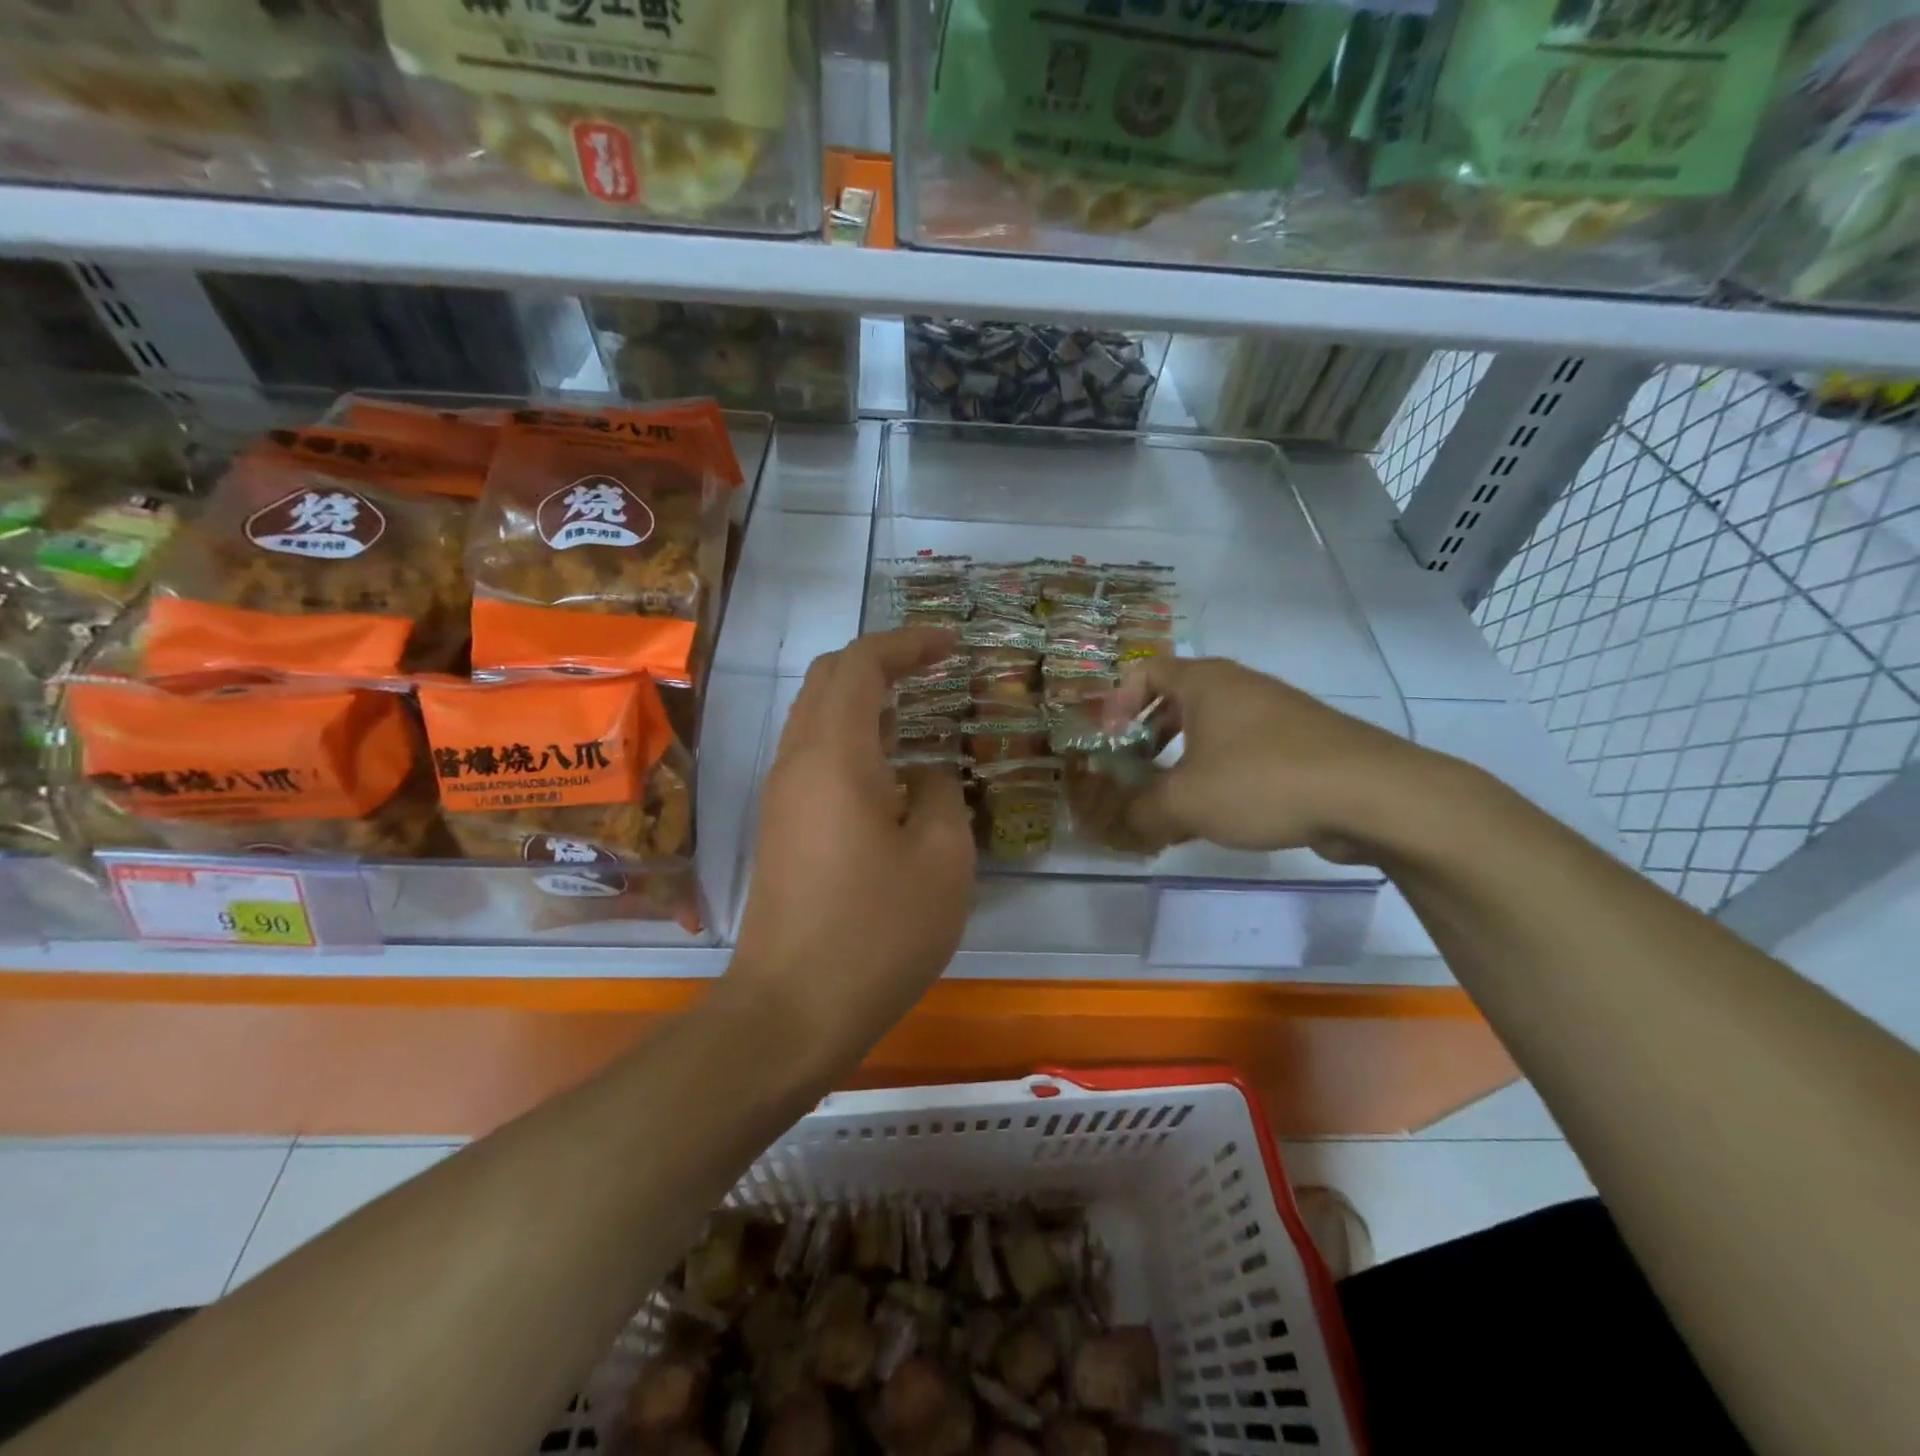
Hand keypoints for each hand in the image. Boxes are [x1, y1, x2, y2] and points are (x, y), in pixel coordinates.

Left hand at [729, 627, 975, 1062]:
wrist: (792, 1010)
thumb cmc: (877, 932)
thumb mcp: (941, 860)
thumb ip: (939, 796)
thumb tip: (921, 776)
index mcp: (835, 755)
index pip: (861, 664)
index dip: (908, 643)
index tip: (952, 646)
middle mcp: (796, 761)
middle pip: (829, 679)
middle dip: (882, 661)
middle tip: (934, 668)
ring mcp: (780, 795)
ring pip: (816, 717)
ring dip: (864, 699)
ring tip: (917, 709)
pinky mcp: (780, 827)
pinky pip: (813, 756)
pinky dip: (852, 738)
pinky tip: (889, 768)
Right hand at [1114, 656, 1435, 860]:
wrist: (1371, 794)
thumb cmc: (1262, 780)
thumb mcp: (1187, 802)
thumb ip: (1143, 812)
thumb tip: (1122, 824)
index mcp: (1206, 682)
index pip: (1146, 671)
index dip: (1118, 702)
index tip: (1110, 741)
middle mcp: (1240, 686)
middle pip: (1178, 699)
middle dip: (1149, 735)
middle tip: (1135, 771)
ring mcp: (1276, 712)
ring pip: (1213, 728)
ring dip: (1184, 758)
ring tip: (1174, 800)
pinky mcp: (1302, 743)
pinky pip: (1244, 749)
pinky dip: (1221, 772)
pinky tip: (1221, 813)